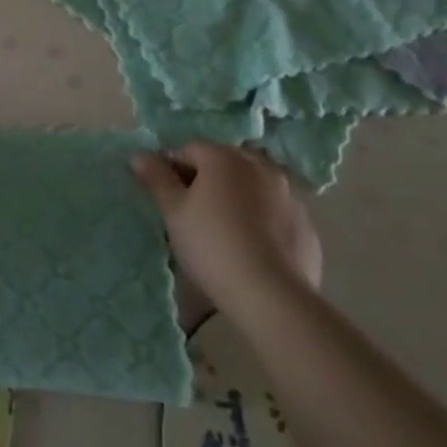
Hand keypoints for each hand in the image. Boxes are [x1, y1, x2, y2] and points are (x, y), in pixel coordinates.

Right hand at [130, 142, 322, 316]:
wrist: (273, 297)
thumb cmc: (213, 245)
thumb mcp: (174, 212)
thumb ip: (156, 178)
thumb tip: (139, 155)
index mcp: (224, 158)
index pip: (189, 149)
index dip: (173, 169)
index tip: (166, 196)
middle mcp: (260, 167)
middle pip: (224, 164)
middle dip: (207, 180)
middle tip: (193, 212)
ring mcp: (289, 196)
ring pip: (253, 187)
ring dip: (238, 197)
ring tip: (226, 231)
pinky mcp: (307, 227)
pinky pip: (276, 214)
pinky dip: (263, 221)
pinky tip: (253, 248)